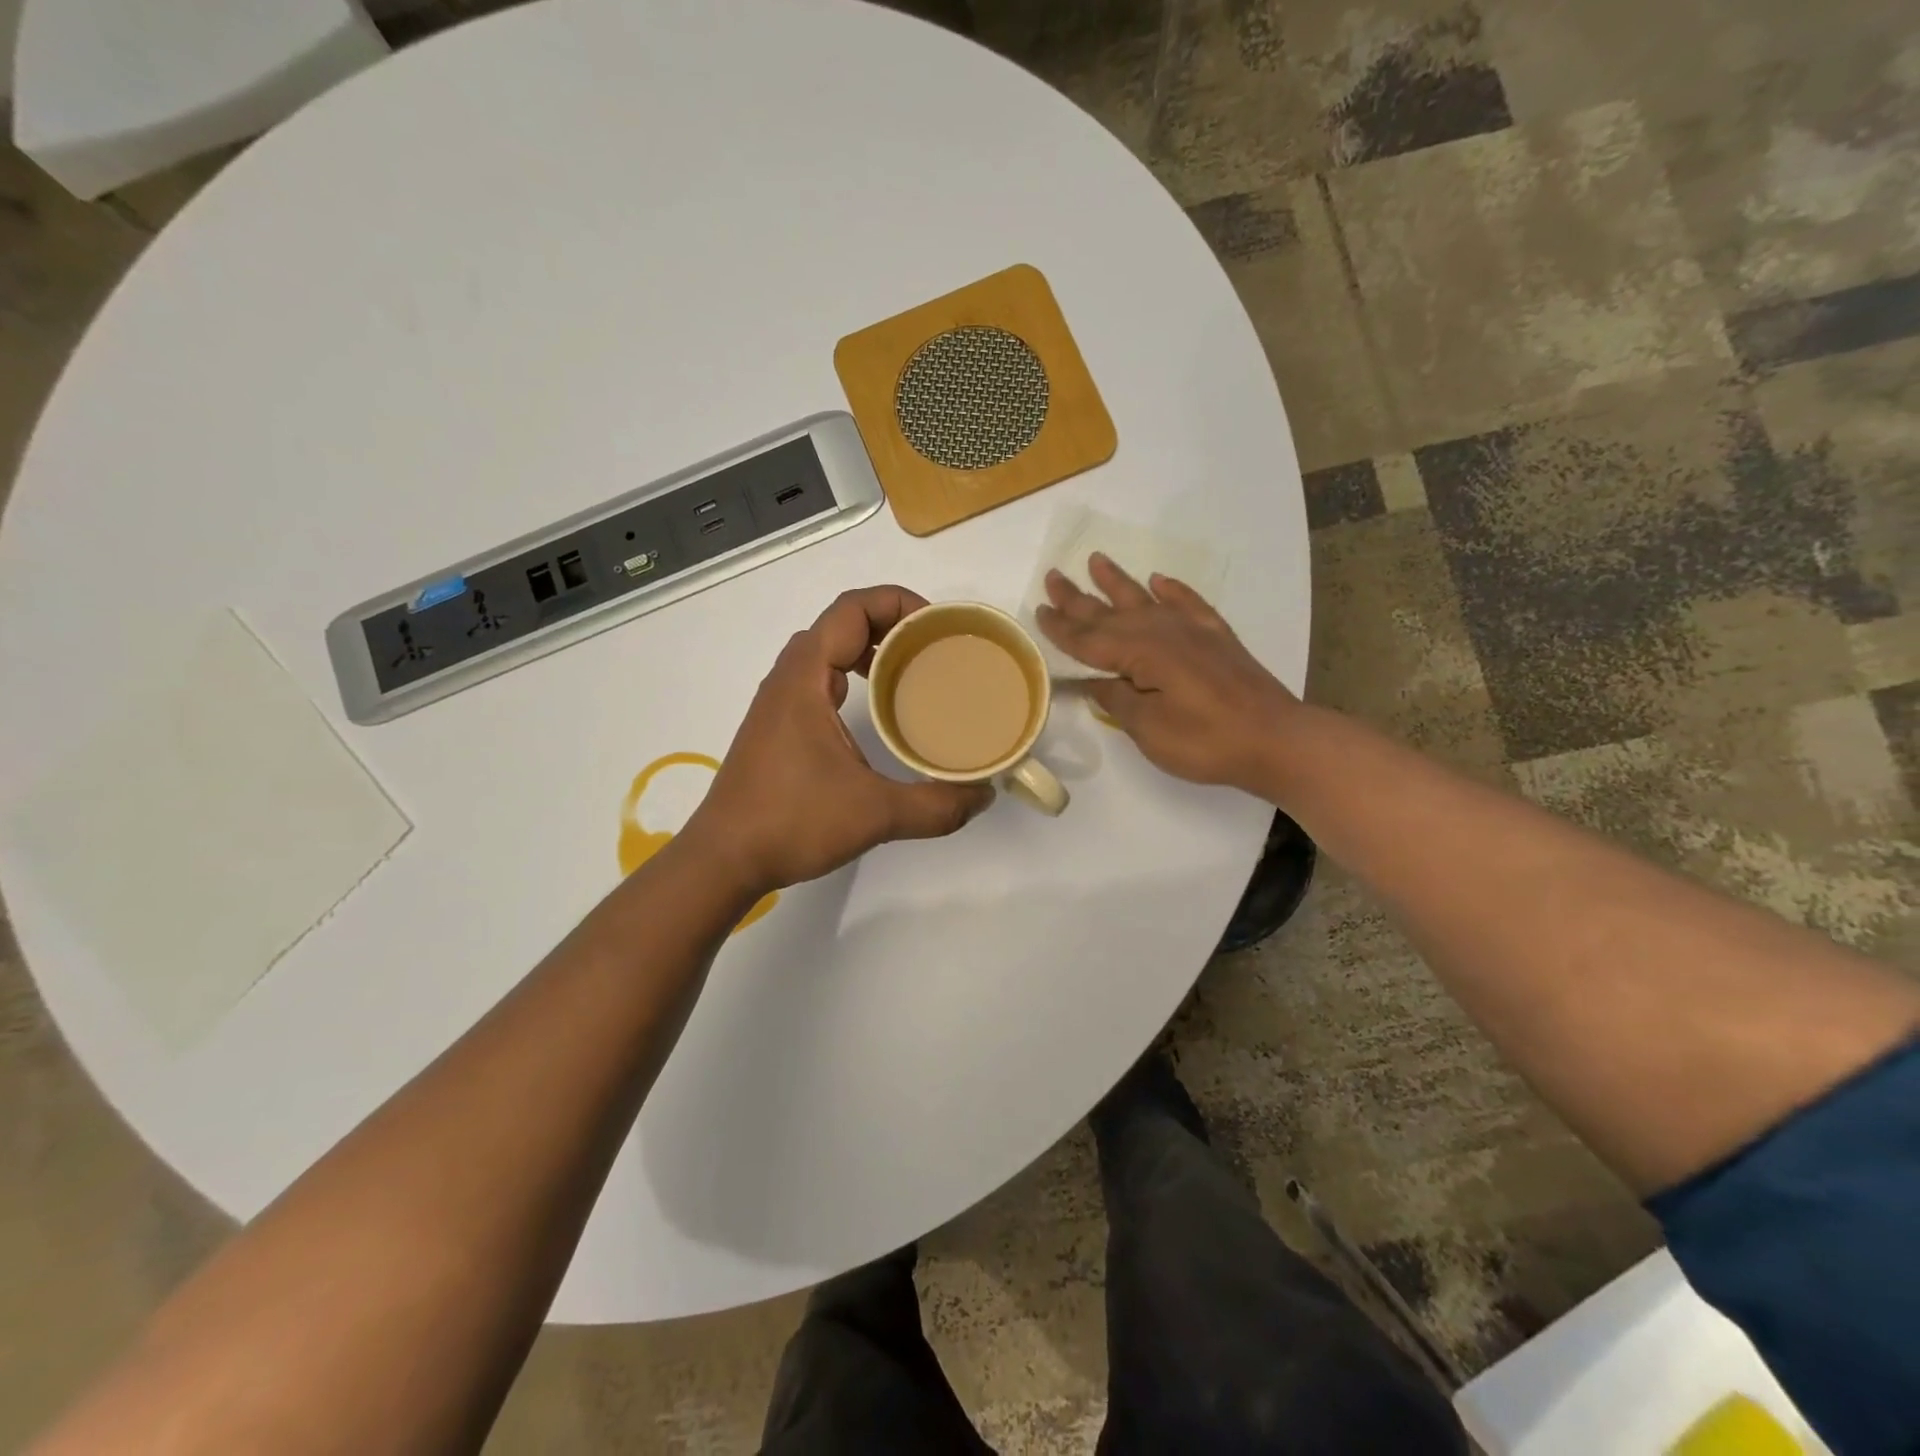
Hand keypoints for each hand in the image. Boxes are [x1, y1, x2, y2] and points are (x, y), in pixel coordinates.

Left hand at [682, 586, 993, 894]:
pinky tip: (877, 711)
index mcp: (806, 678)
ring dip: (869, 650)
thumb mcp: (874, 814)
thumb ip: (935, 806)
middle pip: (840, 624)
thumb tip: (983, 797)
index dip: (897, 603)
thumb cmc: (791, 822)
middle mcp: (788, 679)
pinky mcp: (777, 727)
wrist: (723, 859)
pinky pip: (818, 679)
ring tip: (912, 672)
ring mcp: (778, 703)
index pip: (851, 610)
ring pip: (826, 652)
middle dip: (890, 624)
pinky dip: (851, 676)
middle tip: (933, 648)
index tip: (937, 628)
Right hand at [1036, 554, 1298, 791]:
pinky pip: (1188, 603)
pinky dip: (1171, 590)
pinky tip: (1159, 581)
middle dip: (1079, 597)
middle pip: (1111, 612)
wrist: (1275, 739)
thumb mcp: (1149, 729)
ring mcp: (1192, 631)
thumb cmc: (1205, 741)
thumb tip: (1094, 681)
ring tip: (1096, 560)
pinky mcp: (1216, 637)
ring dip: (1118, 581)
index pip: (1089, 639)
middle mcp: (1162, 631)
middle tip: (1054, 575)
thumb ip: (1118, 700)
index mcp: (1141, 653)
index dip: (1062, 628)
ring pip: (1145, 599)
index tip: (1039, 610)